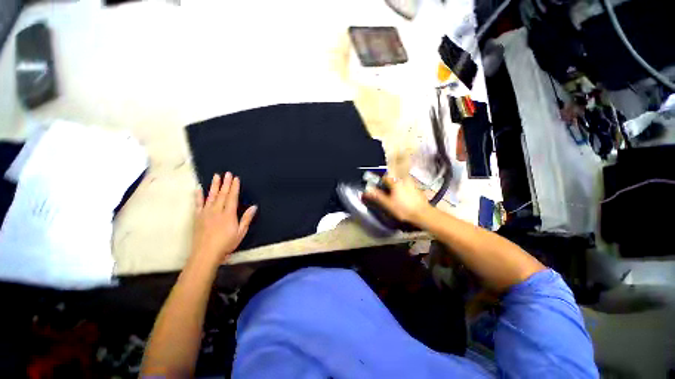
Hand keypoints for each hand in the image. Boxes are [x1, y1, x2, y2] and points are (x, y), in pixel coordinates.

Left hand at [191, 172, 256, 266]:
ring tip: (216, 176)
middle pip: (222, 194)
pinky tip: (199, 189)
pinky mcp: (197, 217)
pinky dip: (198, 196)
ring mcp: (206, 213)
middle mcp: (216, 211)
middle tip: (227, 173)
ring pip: (211, 196)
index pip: (232, 197)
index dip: (234, 187)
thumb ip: (246, 218)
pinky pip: (198, 204)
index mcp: (228, 214)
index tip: (235, 178)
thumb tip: (254, 206)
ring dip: (214, 186)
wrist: (205, 254)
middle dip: (225, 183)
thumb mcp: (241, 232)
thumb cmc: (226, 244)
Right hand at [363, 174, 430, 223]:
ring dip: (395, 185)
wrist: (423, 214)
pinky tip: (403, 197)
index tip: (380, 190)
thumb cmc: (403, 209)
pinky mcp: (416, 187)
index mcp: (395, 181)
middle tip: (387, 193)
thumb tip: (366, 191)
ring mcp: (411, 182)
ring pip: (400, 180)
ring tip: (395, 196)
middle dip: (388, 183)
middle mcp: (404, 178)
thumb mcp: (387, 204)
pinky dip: (403, 188)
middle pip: (392, 177)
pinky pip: (406, 184)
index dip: (380, 183)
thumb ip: (377, 196)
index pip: (384, 176)